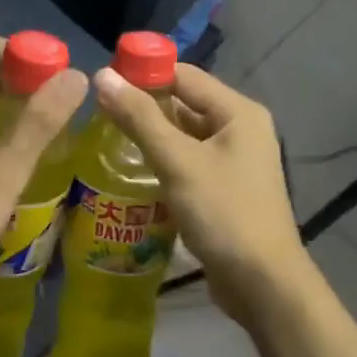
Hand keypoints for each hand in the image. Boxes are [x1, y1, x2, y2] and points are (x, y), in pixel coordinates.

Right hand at [93, 62, 310, 316]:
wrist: (262, 283)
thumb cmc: (224, 214)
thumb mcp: (178, 162)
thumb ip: (140, 119)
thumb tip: (102, 76)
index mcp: (238, 113)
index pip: (184, 76)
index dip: (143, 73)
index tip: (101, 81)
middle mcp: (239, 130)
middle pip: (184, 105)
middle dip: (143, 107)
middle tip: (95, 113)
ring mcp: (233, 162)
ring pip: (183, 137)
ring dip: (149, 137)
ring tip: (102, 138)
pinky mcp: (223, 189)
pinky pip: (187, 163)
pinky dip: (161, 162)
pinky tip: (129, 171)